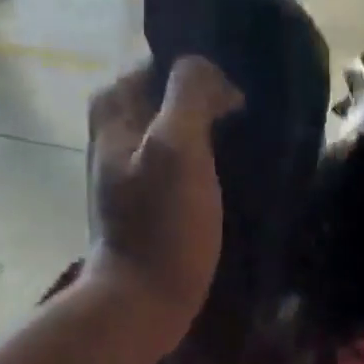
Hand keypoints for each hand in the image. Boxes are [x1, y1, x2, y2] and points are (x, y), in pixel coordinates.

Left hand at [84, 56, 239, 334]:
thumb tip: (211, 71)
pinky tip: (230, 172)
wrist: (143, 301)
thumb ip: (190, 93)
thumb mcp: (177, 147)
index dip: (201, 68)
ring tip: (247, 138)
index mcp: (114, 110)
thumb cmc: (162, 225)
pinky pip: (177, 163)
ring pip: (174, 130)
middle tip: (249, 113)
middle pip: (166, 95)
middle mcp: (114, 132)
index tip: (240, 89)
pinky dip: (202, 160)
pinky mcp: (146, 201)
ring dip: (207, 130)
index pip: (160, 62)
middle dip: (206, 98)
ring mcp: (128, 170)